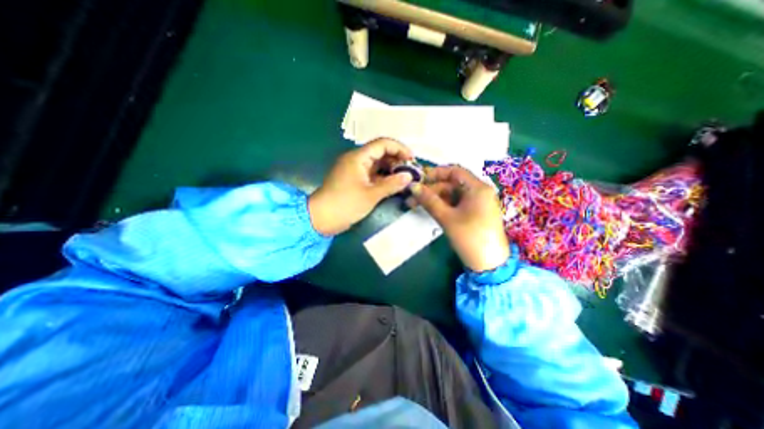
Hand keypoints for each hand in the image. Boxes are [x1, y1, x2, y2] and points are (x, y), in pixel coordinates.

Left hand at [308, 139, 415, 236]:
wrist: (322, 218)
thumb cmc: (345, 204)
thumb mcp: (371, 195)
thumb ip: (391, 184)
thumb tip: (409, 176)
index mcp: (358, 157)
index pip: (382, 144)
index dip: (399, 148)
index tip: (412, 160)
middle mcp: (356, 160)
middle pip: (380, 153)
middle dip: (396, 160)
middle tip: (410, 171)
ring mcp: (355, 170)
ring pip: (377, 164)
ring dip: (391, 169)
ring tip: (405, 178)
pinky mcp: (354, 180)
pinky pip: (372, 174)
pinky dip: (383, 178)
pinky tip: (393, 184)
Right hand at [409, 167, 508, 271]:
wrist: (489, 264)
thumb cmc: (469, 237)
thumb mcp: (447, 218)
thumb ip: (429, 200)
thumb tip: (412, 187)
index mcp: (477, 188)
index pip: (454, 171)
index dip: (435, 173)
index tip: (418, 180)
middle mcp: (479, 192)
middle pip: (451, 184)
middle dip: (430, 189)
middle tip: (411, 197)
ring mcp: (476, 203)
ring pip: (452, 194)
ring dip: (434, 198)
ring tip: (415, 204)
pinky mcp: (473, 213)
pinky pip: (455, 204)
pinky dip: (442, 205)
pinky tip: (429, 209)